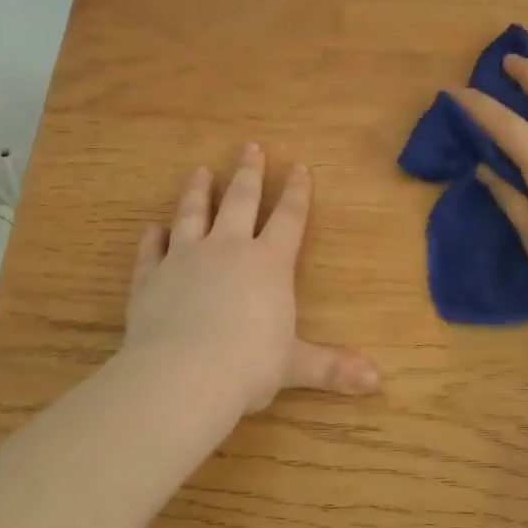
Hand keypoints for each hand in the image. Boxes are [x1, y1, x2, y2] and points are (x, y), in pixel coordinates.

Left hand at [122, 143, 380, 417]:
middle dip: (249, 173)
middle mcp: (227, 249)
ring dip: (199, 192)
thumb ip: (332, 367)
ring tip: (201, 171)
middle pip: (241, 200)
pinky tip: (152, 228)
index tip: (300, 167)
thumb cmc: (249, 366)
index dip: (297, 192)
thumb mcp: (296, 366)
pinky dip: (152, 238)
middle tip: (250, 146)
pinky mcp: (150, 276)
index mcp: (268, 263)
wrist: (183, 375)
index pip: (289, 218)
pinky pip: (151, 250)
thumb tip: (377, 381)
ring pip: (193, 214)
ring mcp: (184, 258)